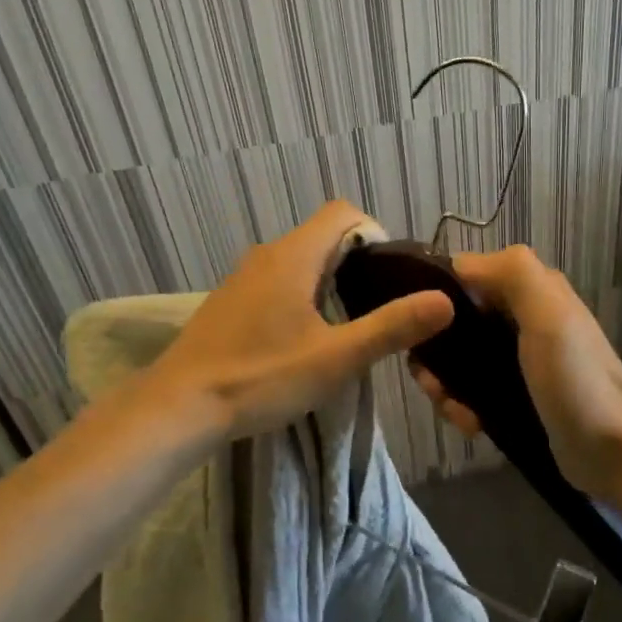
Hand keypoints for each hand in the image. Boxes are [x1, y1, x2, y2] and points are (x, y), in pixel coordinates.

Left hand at [136, 201, 453, 439]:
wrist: (177, 408)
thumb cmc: (261, 377)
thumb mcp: (335, 358)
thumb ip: (391, 327)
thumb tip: (445, 299)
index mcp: (293, 255)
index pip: (343, 212)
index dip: (374, 233)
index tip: (388, 277)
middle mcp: (266, 254)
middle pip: (323, 235)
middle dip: (356, 262)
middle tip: (374, 308)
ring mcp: (242, 278)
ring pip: (299, 260)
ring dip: (327, 281)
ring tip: (343, 326)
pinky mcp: (229, 302)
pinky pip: (276, 280)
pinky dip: (300, 295)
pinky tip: (299, 340)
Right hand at [410, 245, 621, 498]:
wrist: (616, 453)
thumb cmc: (577, 379)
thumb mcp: (548, 313)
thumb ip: (511, 272)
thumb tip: (456, 265)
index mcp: (529, 289)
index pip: (463, 276)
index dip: (435, 296)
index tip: (417, 329)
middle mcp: (519, 317)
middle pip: (454, 322)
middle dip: (435, 351)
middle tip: (431, 382)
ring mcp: (515, 360)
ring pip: (457, 360)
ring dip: (444, 383)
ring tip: (453, 409)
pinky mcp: (511, 396)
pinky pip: (469, 390)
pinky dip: (461, 405)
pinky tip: (470, 425)